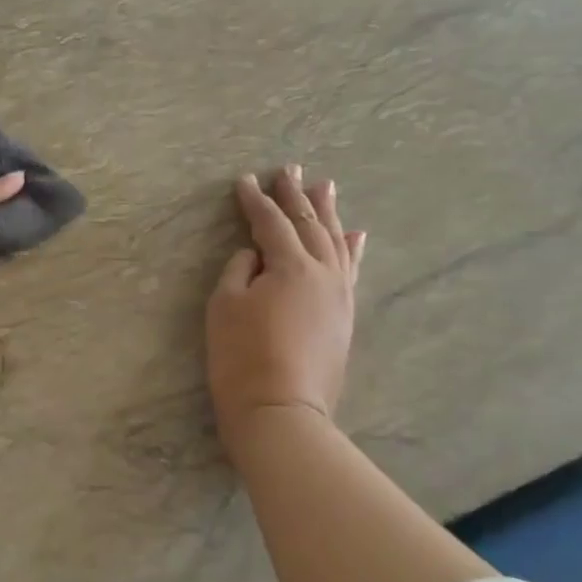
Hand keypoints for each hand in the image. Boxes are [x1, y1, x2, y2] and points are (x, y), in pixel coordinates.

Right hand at [206, 166, 365, 432]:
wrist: (281, 412)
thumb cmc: (242, 357)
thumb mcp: (225, 306)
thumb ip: (239, 269)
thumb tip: (255, 254)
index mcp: (290, 266)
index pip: (271, 223)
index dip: (255, 200)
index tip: (244, 180)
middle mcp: (323, 273)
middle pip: (309, 224)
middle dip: (296, 195)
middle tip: (289, 169)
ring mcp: (340, 295)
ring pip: (336, 242)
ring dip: (328, 213)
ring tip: (324, 186)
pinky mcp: (345, 316)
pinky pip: (351, 270)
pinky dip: (352, 248)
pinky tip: (356, 234)